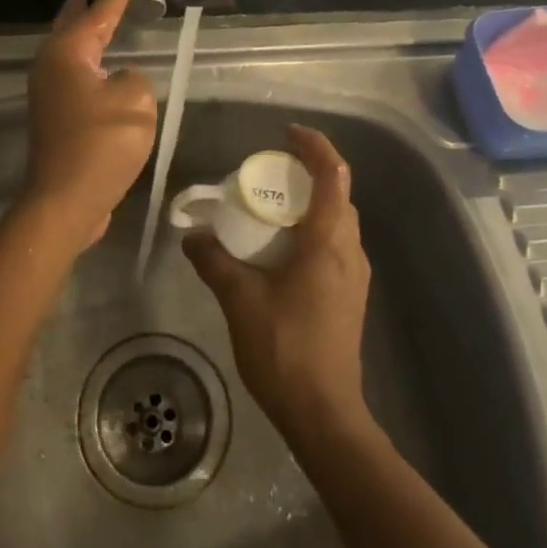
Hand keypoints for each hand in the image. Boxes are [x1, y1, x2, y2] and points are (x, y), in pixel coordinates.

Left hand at [20, 0, 158, 252]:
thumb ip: (134, 79)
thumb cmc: (101, 143)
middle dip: (84, 9)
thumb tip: (119, 83)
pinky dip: (87, 68)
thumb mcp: (136, 100)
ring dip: (82, 38)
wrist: (66, 200)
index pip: (99, 13)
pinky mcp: (55, 122)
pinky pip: (74, 81)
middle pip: (71, 28)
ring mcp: (48, 96)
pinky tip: (100, 74)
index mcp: (68, 54)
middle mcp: (50, 68)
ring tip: (94, 22)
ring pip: (69, 55)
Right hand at [183, 125, 371, 439]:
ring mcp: (354, 275)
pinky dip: (312, 230)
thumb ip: (215, 261)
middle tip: (270, 174)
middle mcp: (349, 250)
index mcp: (328, 240)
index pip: (332, 174)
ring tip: (271, 209)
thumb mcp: (240, 300)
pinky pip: (334, 244)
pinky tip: (281, 250)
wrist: (324, 413)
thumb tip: (191, 235)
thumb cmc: (285, 349)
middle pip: (338, 194)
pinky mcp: (350, 295)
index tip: (287, 133)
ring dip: (310, 204)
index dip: (315, 145)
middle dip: (308, 174)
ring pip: (338, 221)